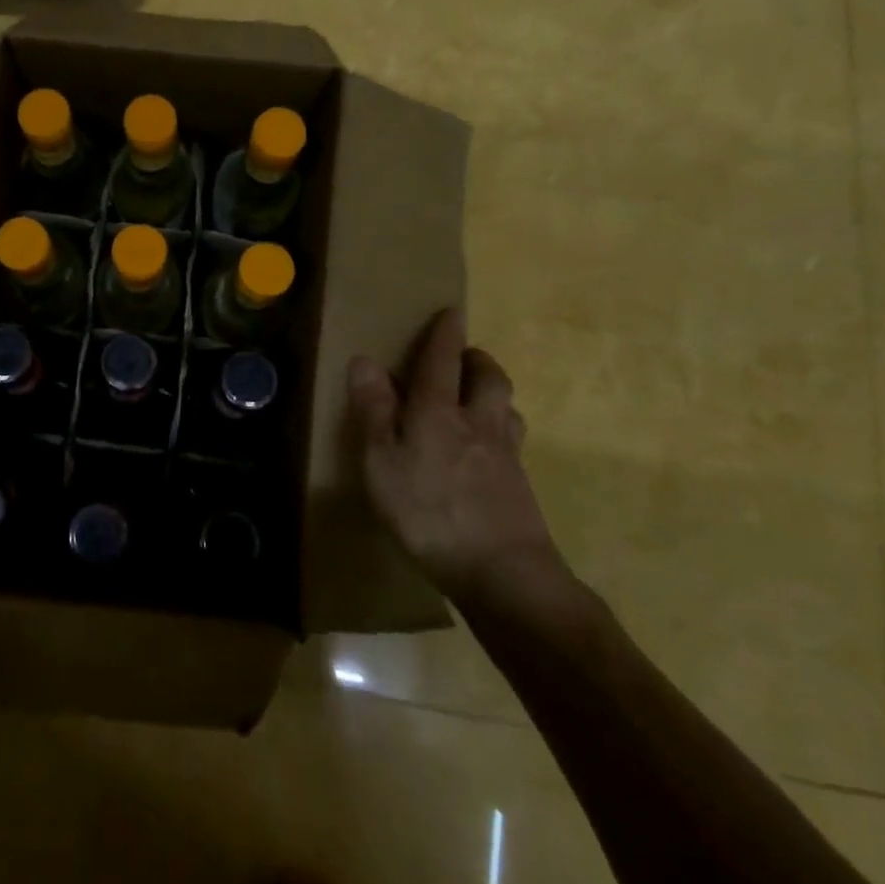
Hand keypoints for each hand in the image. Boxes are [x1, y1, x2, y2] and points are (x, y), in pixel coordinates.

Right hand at [349, 310, 565, 611]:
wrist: (501, 571)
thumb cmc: (427, 511)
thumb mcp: (382, 461)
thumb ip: (374, 410)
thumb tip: (365, 359)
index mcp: (438, 412)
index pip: (442, 362)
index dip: (445, 335)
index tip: (452, 312)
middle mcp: (477, 423)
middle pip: (489, 378)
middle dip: (478, 360)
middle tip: (465, 356)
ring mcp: (505, 455)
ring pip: (507, 408)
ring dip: (495, 392)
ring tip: (479, 397)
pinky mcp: (520, 486)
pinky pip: (513, 441)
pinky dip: (502, 430)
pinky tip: (490, 450)